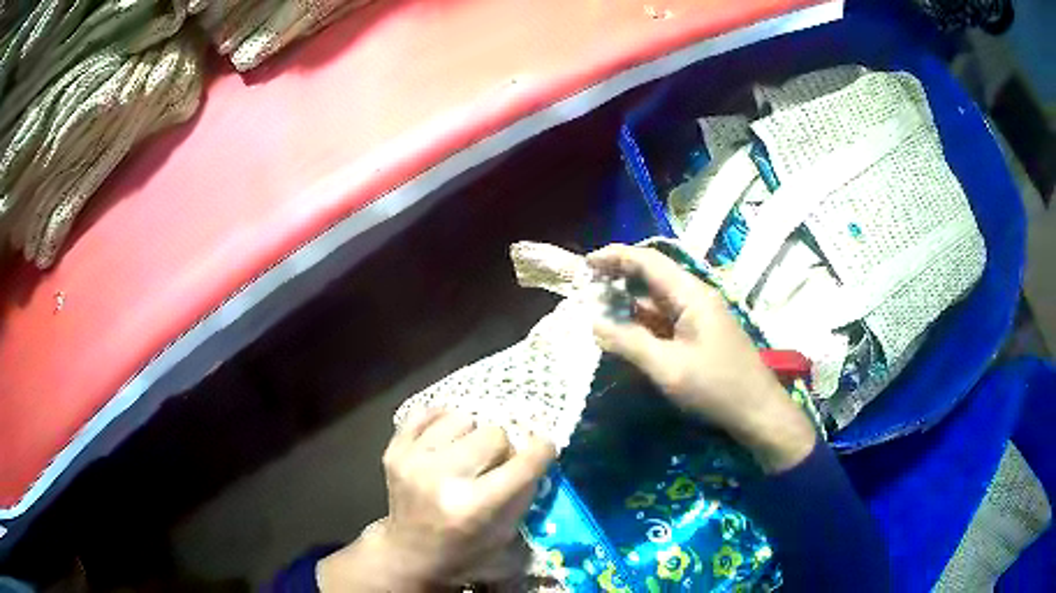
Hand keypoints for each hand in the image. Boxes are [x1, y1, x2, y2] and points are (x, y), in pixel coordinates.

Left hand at [318, 410, 555, 590]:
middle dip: (501, 449)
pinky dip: (441, 422)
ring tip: (466, 455)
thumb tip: (534, 452)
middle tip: (494, 464)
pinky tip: (445, 440)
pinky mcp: (394, 450)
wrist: (408, 554)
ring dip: (471, 435)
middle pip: (494, 433)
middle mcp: (442, 479)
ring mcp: (413, 461)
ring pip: (462, 418)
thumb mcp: (506, 533)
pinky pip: (427, 413)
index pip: (523, 464)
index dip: (541, 451)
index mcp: (474, 507)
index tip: (544, 447)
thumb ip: (523, 492)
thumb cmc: (464, 550)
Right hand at [589, 244, 815, 472]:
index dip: (615, 257)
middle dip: (618, 277)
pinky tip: (624, 331)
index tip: (585, 263)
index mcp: (690, 295)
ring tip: (596, 309)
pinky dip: (642, 321)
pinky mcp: (699, 334)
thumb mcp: (668, 368)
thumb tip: (594, 324)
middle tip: (585, 286)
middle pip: (652, 276)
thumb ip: (629, 343)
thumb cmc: (715, 387)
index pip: (649, 262)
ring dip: (628, 302)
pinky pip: (665, 319)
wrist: (757, 411)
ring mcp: (699, 316)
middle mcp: (695, 297)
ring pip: (658, 299)